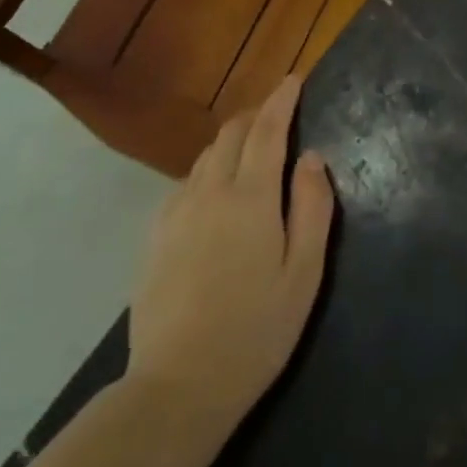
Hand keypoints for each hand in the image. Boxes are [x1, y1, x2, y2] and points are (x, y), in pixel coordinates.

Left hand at [125, 76, 334, 434]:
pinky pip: (185, 184)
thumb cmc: (257, 330)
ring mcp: (175, 214)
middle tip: (278, 115)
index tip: (293, 79)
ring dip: (231, 142)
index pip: (267, 130)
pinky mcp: (155, 237)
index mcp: (250, 198)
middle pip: (230, 135)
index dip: (281, 100)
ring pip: (205, 157)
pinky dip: (208, 171)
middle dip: (255, 115)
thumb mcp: (304, 272)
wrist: (177, 387)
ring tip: (252, 150)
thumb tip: (311, 157)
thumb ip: (312, 207)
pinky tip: (217, 193)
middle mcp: (208, 193)